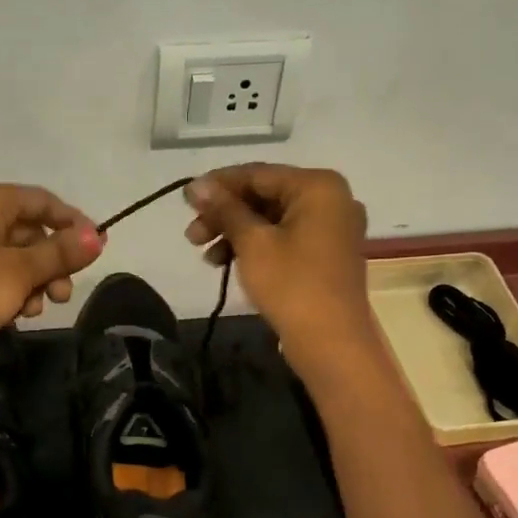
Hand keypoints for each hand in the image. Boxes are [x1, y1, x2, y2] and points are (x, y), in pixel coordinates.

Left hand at [0, 182, 103, 378]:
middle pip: (28, 230)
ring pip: (12, 256)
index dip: (73, 223)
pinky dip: (9, 291)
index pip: (42, 201)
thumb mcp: (18, 272)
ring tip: (35, 310)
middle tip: (63, 294)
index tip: (97, 250)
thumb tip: (99, 236)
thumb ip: (60, 253)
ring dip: (32, 282)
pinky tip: (14, 316)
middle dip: (52, 262)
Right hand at [183, 164, 374, 374]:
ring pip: (272, 219)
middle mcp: (331, 199)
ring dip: (235, 233)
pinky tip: (226, 263)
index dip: (218, 185)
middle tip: (191, 235)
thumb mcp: (252, 243)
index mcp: (318, 186)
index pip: (257, 174)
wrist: (332, 343)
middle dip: (225, 215)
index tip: (185, 199)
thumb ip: (224, 209)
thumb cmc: (292, 284)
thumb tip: (196, 184)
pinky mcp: (326, 254)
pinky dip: (256, 247)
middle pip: (265, 196)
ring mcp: (331, 228)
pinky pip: (284, 238)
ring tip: (205, 255)